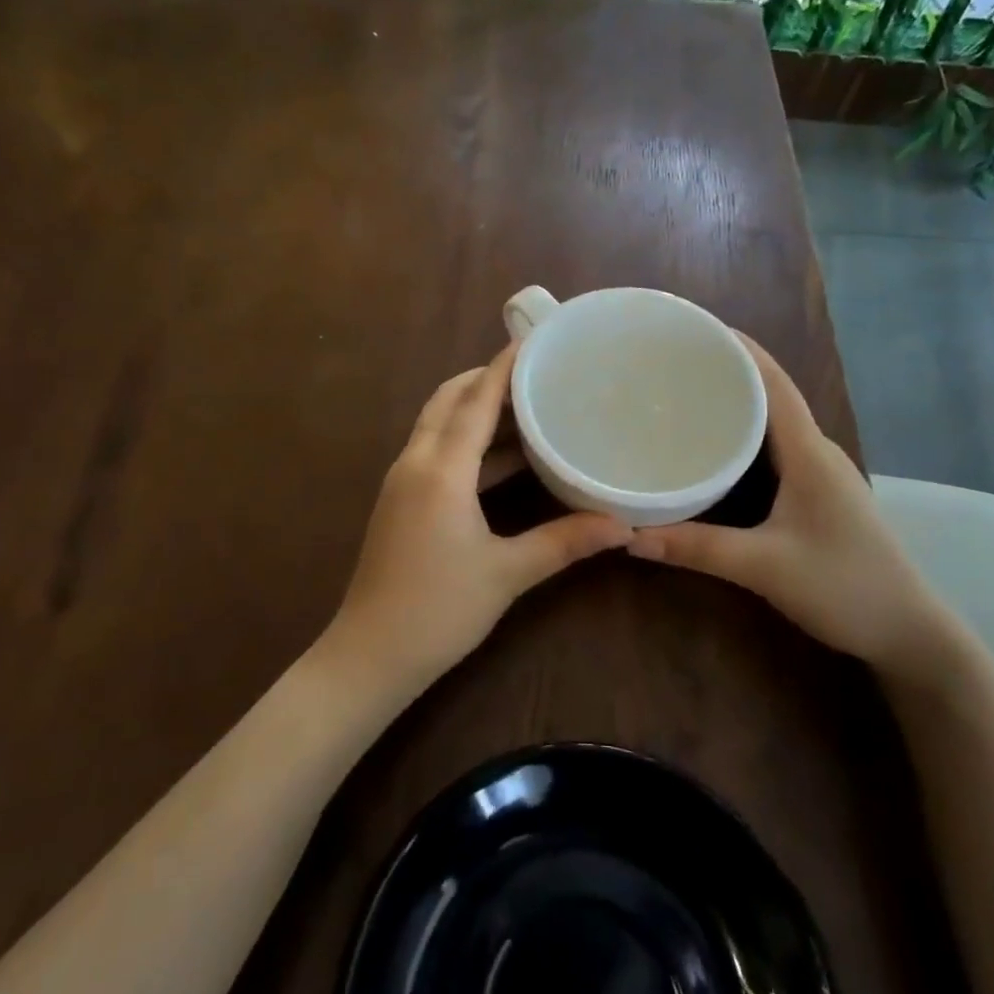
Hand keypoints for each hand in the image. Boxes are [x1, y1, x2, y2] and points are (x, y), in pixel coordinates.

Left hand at [326, 342, 632, 688]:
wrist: (370, 654)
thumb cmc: (439, 610)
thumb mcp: (507, 574)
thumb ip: (564, 542)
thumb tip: (623, 526)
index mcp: (441, 470)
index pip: (475, 401)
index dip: (502, 367)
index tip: (530, 339)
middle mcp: (415, 462)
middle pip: (447, 400)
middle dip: (483, 378)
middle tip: (529, 371)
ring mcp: (401, 481)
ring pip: (435, 423)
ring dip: (471, 407)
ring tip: (521, 403)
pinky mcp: (399, 500)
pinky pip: (432, 449)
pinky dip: (462, 438)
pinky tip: (498, 456)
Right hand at [628, 335, 956, 678]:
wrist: (910, 634)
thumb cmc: (845, 587)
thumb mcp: (763, 567)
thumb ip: (696, 549)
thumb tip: (628, 535)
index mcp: (809, 452)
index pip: (773, 382)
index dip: (738, 349)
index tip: (695, 328)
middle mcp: (817, 451)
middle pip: (772, 393)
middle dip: (728, 369)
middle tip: (674, 362)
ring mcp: (822, 472)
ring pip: (775, 421)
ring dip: (738, 401)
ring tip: (687, 394)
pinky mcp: (819, 493)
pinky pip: (777, 447)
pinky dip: (746, 434)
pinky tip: (717, 448)